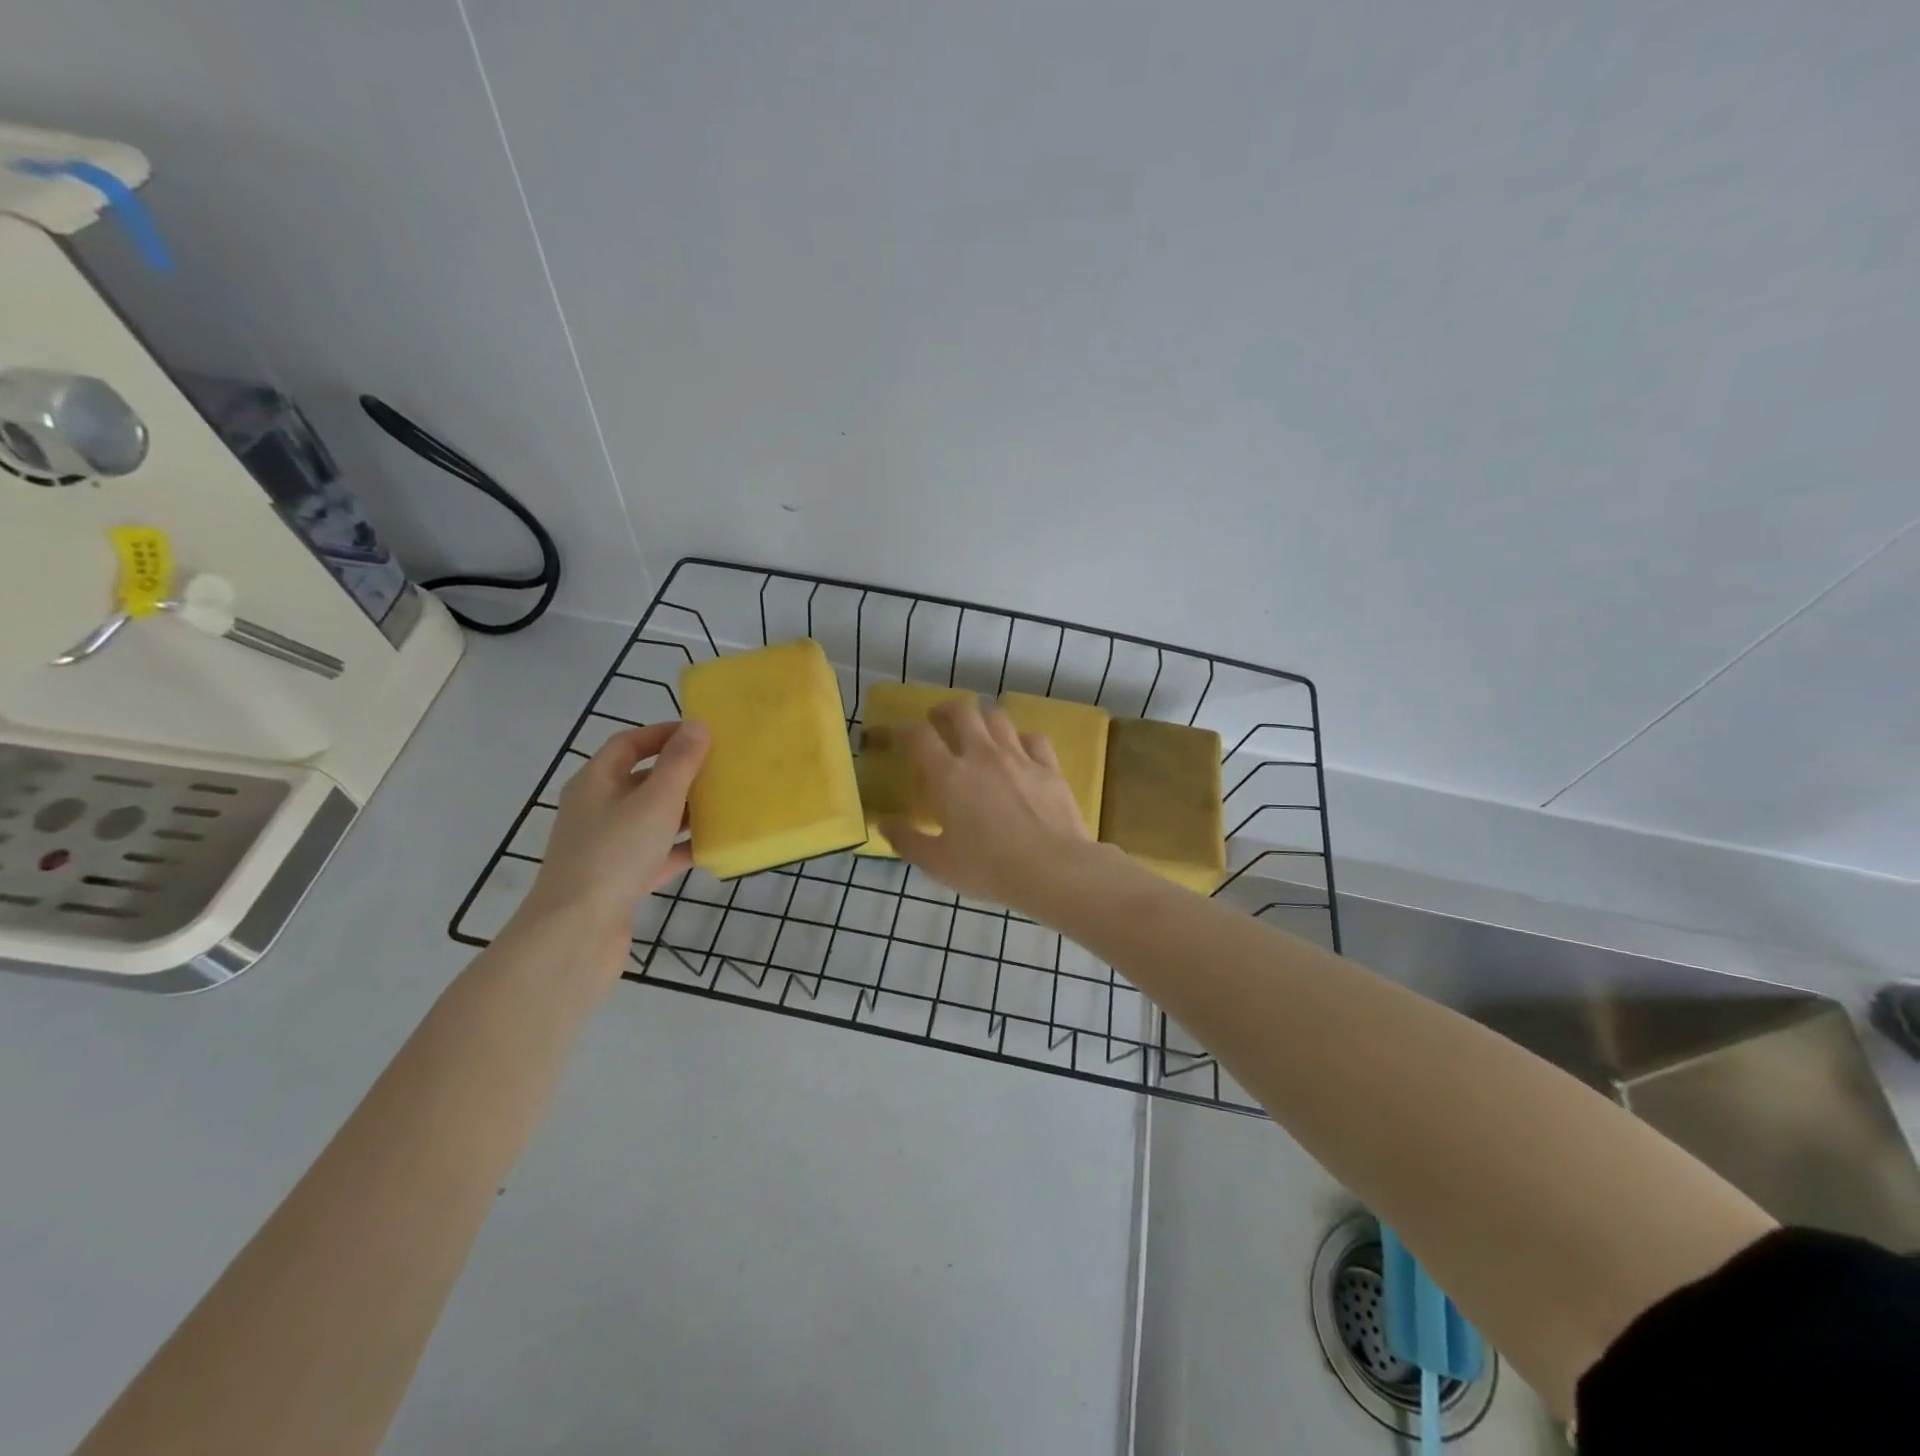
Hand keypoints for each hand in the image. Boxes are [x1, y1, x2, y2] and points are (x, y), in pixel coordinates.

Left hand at [520, 721, 709, 936]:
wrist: (576, 932)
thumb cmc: (614, 854)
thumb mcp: (655, 801)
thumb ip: (679, 763)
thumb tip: (697, 725)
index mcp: (596, 782)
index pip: (629, 744)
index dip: (664, 734)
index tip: (703, 735)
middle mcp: (597, 809)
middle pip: (642, 780)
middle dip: (681, 773)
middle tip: (721, 770)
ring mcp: (607, 846)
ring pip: (652, 819)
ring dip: (685, 811)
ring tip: (724, 806)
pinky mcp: (620, 879)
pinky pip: (656, 854)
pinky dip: (681, 848)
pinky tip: (712, 849)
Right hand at [879, 699, 1098, 909]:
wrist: (1053, 870)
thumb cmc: (988, 869)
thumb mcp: (938, 863)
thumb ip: (907, 840)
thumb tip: (884, 823)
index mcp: (950, 776)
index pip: (918, 736)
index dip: (901, 729)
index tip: (894, 735)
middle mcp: (983, 755)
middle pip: (962, 711)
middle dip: (945, 710)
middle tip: (938, 722)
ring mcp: (1019, 757)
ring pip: (997, 717)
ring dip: (982, 719)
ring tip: (978, 732)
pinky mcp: (1049, 767)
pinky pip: (1033, 738)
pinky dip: (1020, 738)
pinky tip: (1019, 751)